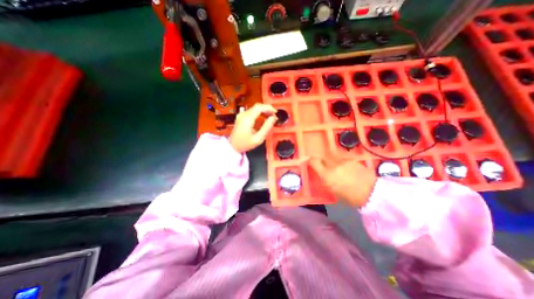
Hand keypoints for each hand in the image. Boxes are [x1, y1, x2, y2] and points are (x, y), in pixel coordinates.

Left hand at [229, 103, 277, 153]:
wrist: (233, 146)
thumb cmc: (245, 144)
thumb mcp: (258, 139)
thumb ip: (266, 127)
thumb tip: (273, 118)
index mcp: (247, 119)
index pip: (259, 107)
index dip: (269, 108)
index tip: (275, 113)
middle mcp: (244, 115)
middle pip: (257, 106)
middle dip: (267, 109)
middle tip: (274, 115)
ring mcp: (241, 115)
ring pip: (255, 108)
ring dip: (264, 111)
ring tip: (270, 117)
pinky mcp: (241, 117)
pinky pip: (252, 111)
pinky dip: (259, 113)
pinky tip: (263, 118)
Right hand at [307, 156, 376, 206]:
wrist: (372, 193)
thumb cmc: (350, 197)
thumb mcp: (333, 191)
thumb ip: (325, 180)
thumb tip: (321, 175)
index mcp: (327, 175)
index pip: (314, 162)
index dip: (310, 160)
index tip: (309, 161)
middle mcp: (334, 165)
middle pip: (323, 157)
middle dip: (320, 159)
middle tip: (321, 163)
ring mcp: (344, 161)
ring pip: (333, 157)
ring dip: (331, 161)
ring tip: (335, 167)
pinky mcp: (352, 160)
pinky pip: (342, 159)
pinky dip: (341, 162)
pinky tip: (345, 168)